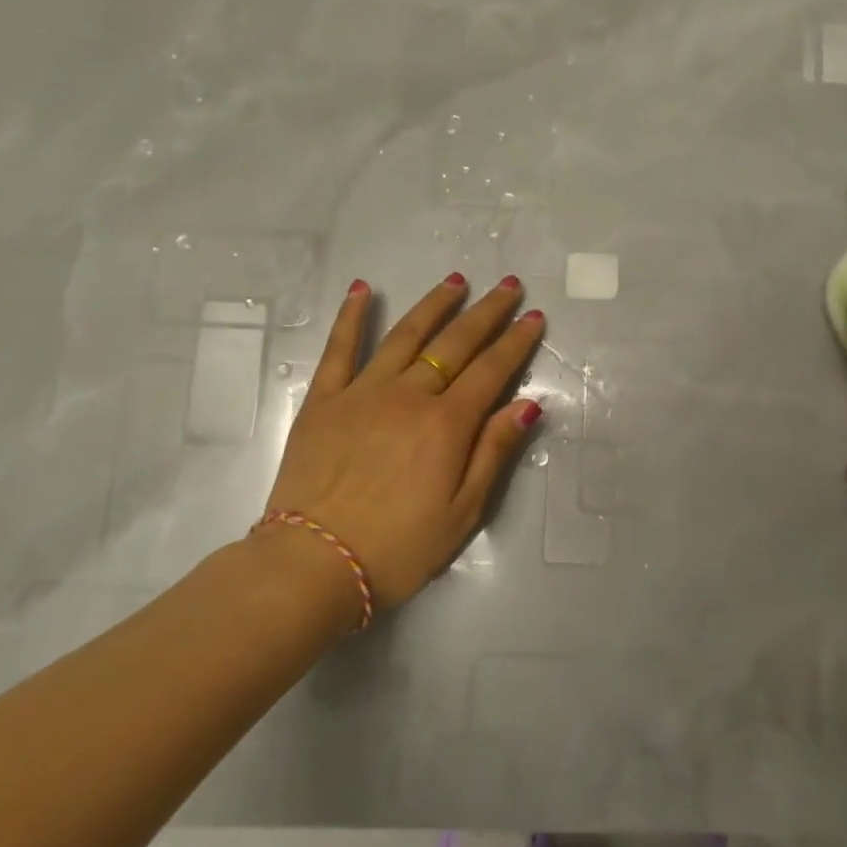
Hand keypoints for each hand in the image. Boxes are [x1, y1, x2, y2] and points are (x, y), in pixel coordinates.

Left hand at [261, 273, 545, 612]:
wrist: (313, 565)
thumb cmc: (398, 548)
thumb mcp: (463, 513)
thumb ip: (493, 452)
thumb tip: (527, 404)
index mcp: (447, 425)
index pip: (491, 371)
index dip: (516, 342)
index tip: (534, 316)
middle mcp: (408, 396)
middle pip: (455, 344)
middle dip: (486, 312)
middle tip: (509, 286)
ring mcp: (362, 393)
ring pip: (405, 335)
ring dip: (434, 305)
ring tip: (456, 281)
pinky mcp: (323, 400)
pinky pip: (339, 349)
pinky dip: (352, 316)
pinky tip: (363, 289)